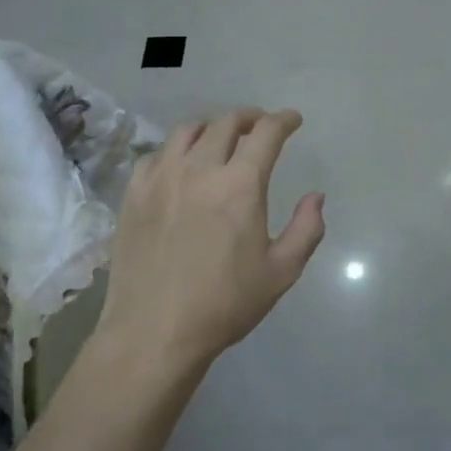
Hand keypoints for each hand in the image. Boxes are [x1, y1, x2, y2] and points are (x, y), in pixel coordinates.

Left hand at [97, 108, 324, 372]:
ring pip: (187, 131)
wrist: (153, 333)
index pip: (266, 133)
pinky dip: (175, 150)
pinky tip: (180, 164)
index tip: (292, 120)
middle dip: (249, 118)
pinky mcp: (134, 193)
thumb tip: (316, 197)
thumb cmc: (224, 305)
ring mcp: (161, 178)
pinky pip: (156, 155)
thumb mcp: (281, 272)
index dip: (283, 120)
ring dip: (211, 127)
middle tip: (259, 125)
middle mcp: (200, 169)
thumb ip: (306, 229)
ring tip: (220, 137)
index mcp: (240, 184)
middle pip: (226, 123)